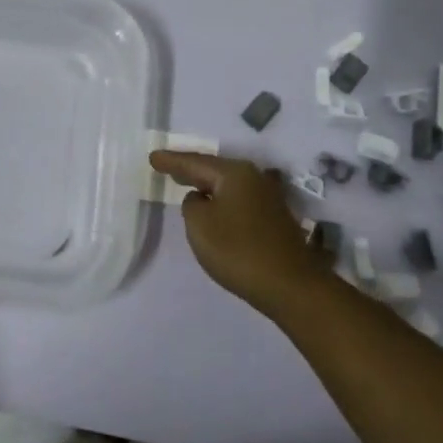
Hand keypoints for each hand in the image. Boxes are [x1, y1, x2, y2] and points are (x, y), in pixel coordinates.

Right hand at [148, 151, 322, 314]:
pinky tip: (215, 207)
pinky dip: (221, 200)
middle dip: (190, 169)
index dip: (172, 160)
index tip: (152, 157)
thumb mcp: (200, 225)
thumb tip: (202, 199)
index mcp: (234, 173)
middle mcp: (254, 178)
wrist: (290, 285)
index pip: (195, 162)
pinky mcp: (273, 217)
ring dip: (207, 186)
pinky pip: (238, 200)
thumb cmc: (238, 250)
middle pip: (214, 170)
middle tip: (167, 166)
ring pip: (227, 185)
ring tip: (187, 184)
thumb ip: (192, 205)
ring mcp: (267, 197)